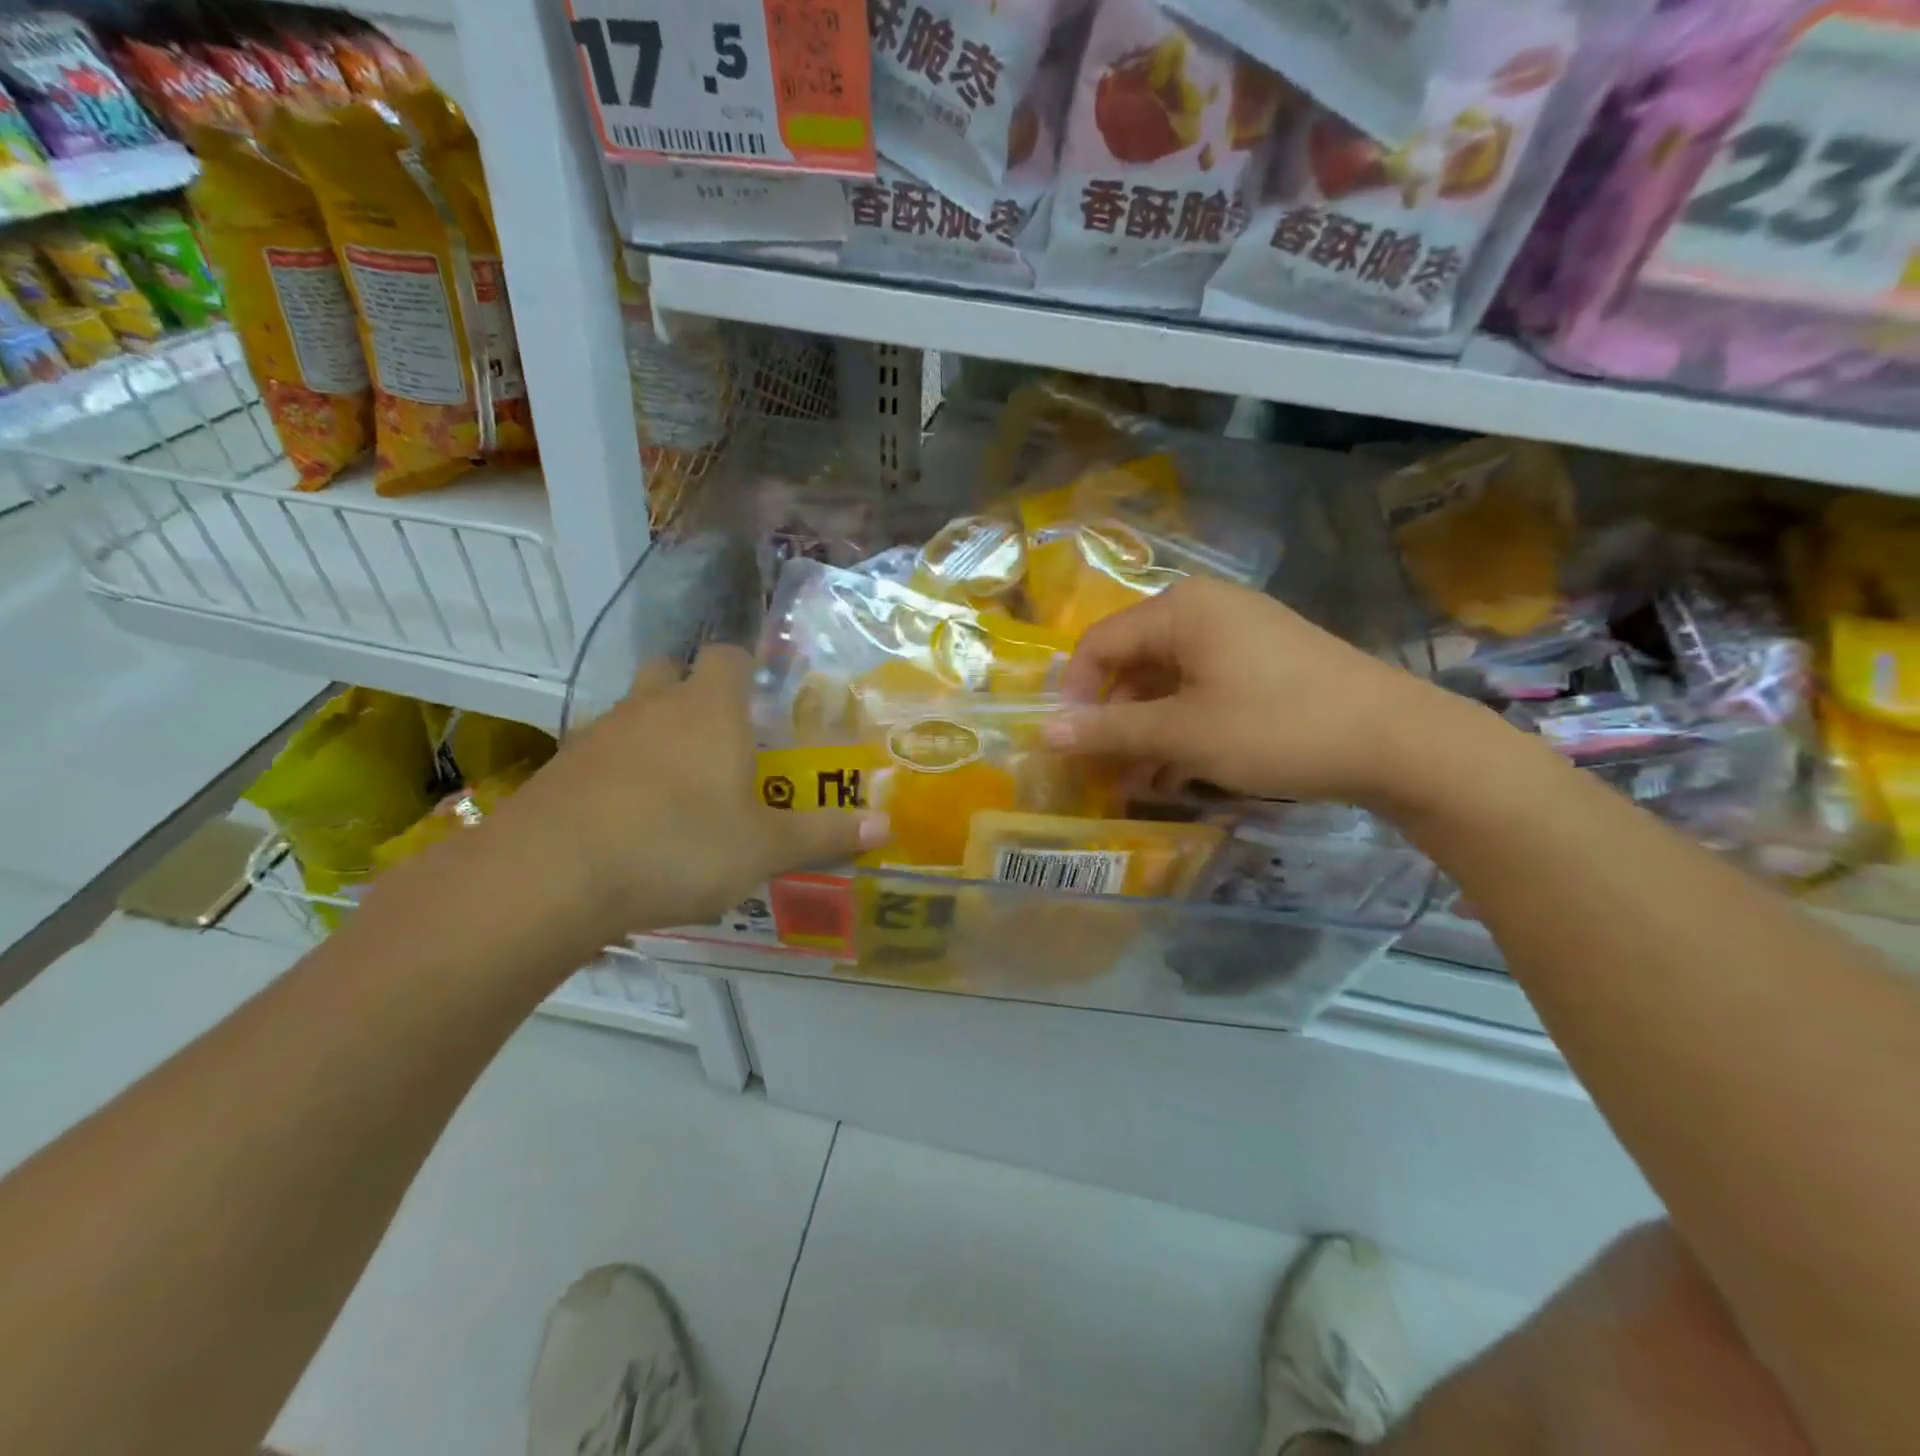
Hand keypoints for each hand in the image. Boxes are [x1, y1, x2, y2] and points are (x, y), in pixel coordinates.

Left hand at [471, 645, 887, 949]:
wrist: (550, 877)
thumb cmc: (678, 846)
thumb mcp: (763, 848)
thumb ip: (824, 834)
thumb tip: (886, 827)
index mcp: (709, 710)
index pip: (730, 657)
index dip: (747, 668)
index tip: (762, 700)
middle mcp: (653, 707)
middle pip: (673, 671)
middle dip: (695, 694)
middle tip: (720, 740)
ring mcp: (599, 734)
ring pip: (633, 713)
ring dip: (655, 735)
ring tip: (678, 790)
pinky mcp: (560, 769)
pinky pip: (600, 755)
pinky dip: (618, 773)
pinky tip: (630, 820)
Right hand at [1045, 576, 1476, 809]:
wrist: (1398, 742)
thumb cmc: (1277, 727)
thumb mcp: (1184, 733)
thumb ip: (1110, 730)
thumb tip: (1044, 732)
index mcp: (1180, 610)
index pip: (1099, 644)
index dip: (1076, 695)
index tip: (1070, 747)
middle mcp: (1206, 610)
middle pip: (1133, 661)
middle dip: (1112, 718)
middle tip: (1101, 769)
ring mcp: (1239, 635)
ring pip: (1168, 680)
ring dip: (1145, 729)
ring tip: (1137, 780)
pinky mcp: (1264, 662)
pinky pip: (1203, 688)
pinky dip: (1182, 725)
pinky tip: (1177, 769)